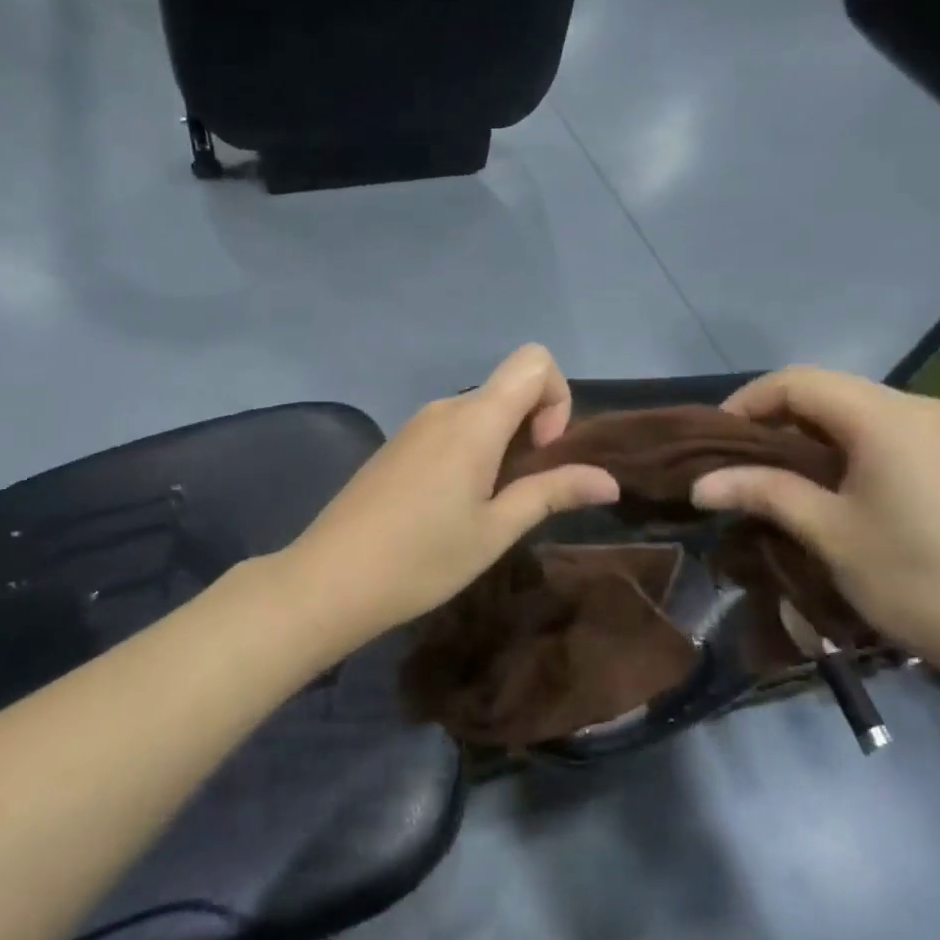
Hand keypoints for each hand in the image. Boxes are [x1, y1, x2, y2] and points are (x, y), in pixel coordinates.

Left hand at [281, 345, 619, 650]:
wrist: (331, 578)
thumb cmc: (422, 558)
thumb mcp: (496, 530)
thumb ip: (552, 493)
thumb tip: (609, 481)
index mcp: (474, 420)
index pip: (534, 360)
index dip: (556, 398)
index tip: (542, 452)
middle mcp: (445, 408)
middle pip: (508, 388)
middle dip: (531, 428)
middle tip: (517, 493)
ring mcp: (416, 425)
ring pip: (479, 412)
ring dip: (501, 446)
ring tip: (484, 507)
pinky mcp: (397, 445)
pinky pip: (450, 429)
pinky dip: (470, 452)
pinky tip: (450, 506)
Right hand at [691, 366, 939, 711]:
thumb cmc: (919, 580)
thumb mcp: (829, 534)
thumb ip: (763, 493)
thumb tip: (700, 484)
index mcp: (885, 416)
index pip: (796, 381)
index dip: (746, 403)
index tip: (713, 444)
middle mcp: (919, 408)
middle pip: (827, 392)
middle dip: (773, 421)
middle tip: (737, 466)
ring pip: (857, 414)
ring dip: (808, 438)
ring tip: (776, 480)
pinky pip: (887, 435)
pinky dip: (845, 451)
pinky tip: (832, 490)